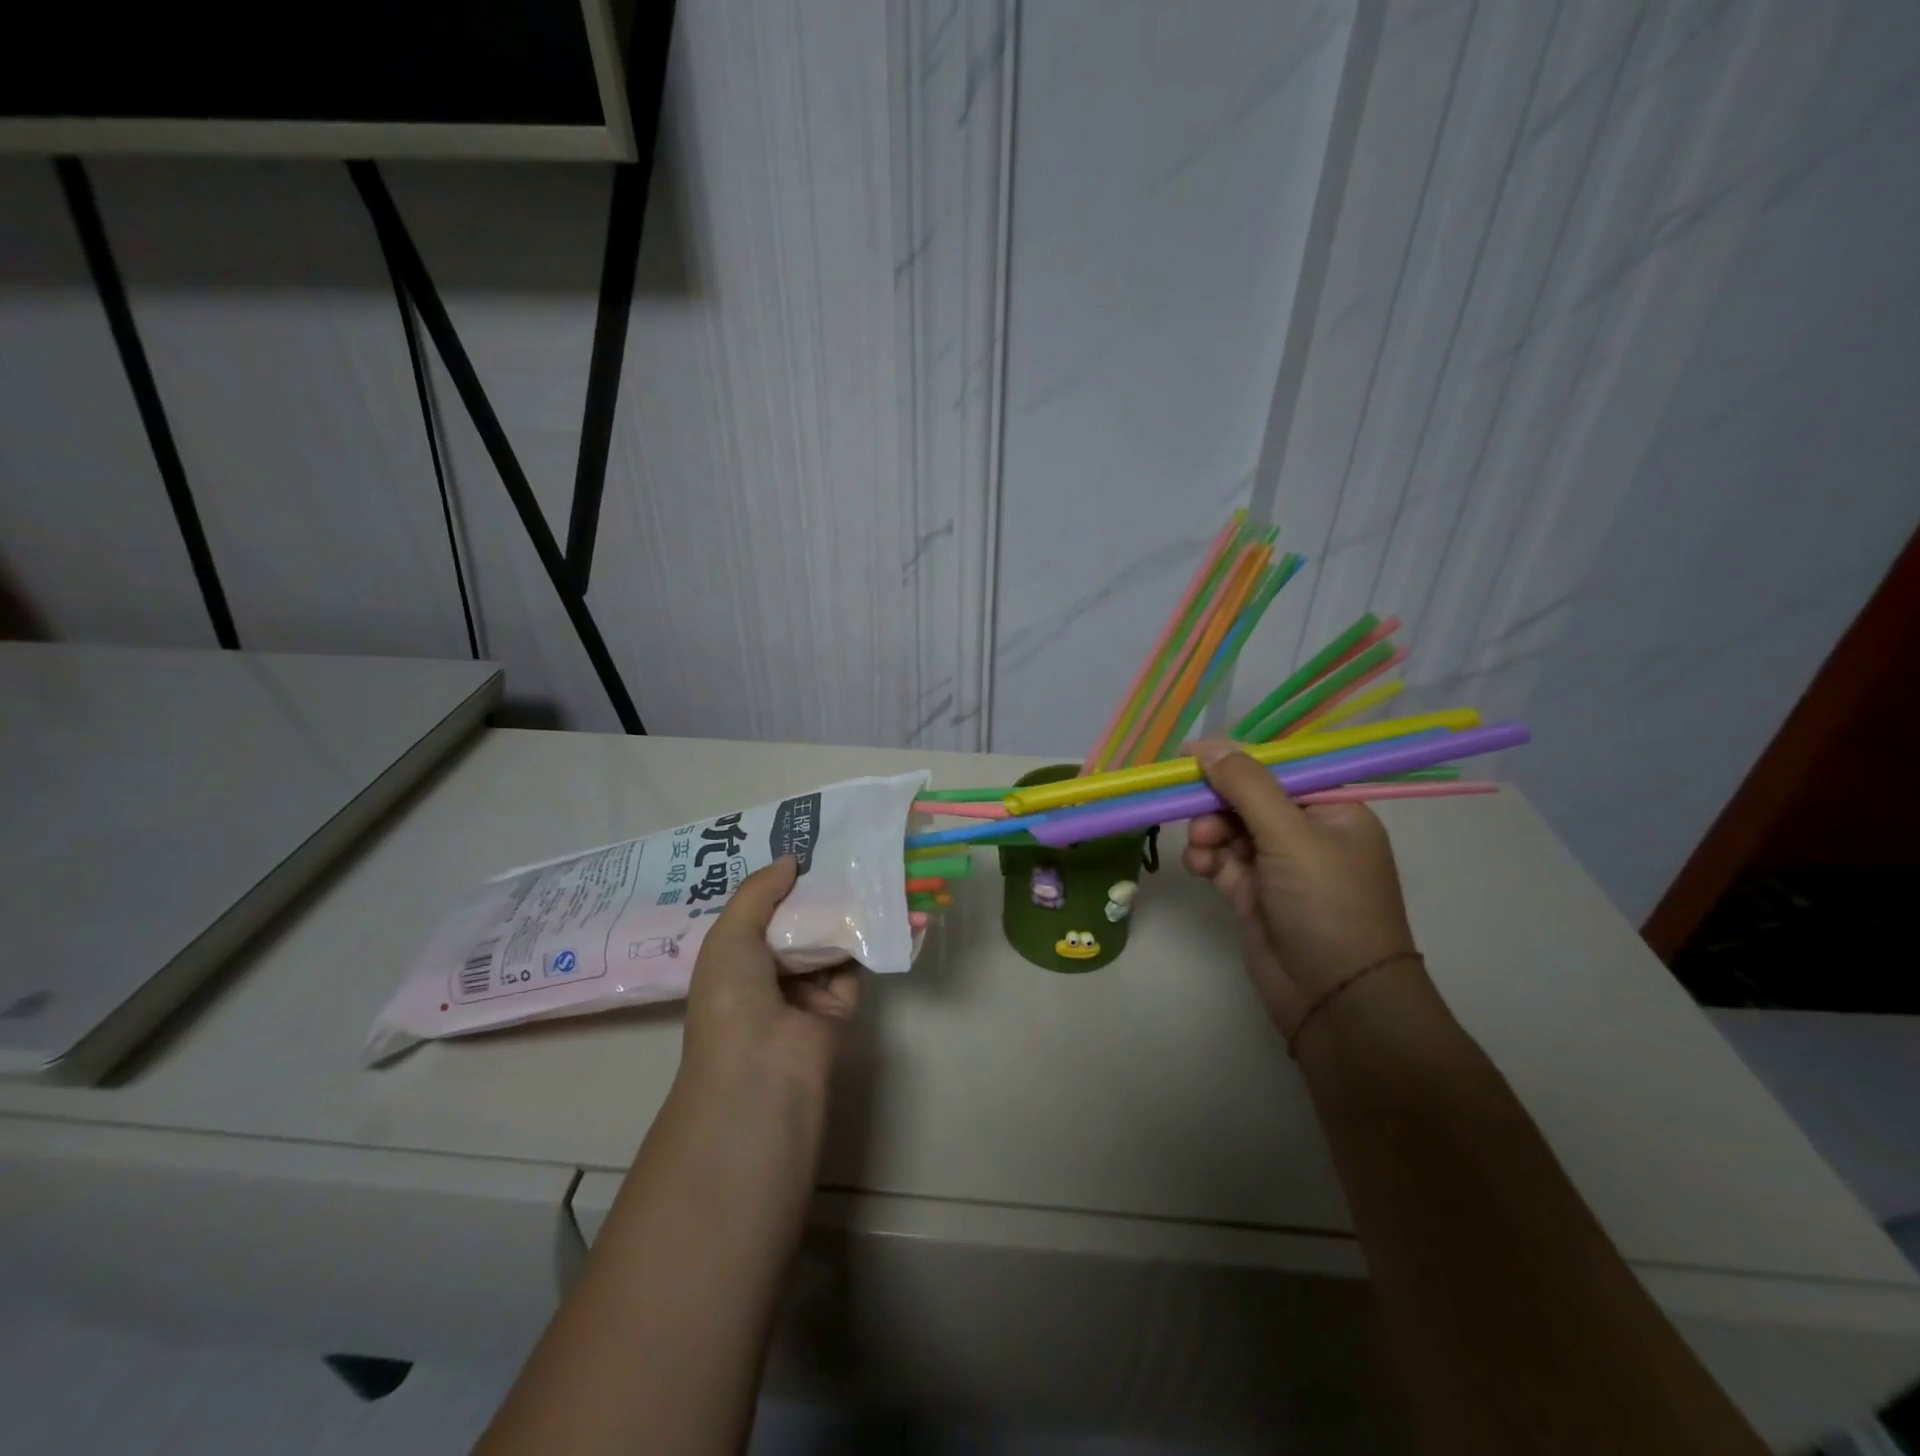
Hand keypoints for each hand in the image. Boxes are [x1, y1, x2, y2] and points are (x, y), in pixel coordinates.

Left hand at [681, 857, 859, 1103]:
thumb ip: (758, 892)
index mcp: (734, 960)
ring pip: (827, 940)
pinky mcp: (840, 1004)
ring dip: (842, 910)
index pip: (757, 913)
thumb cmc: (731, 999)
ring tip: (863, 864)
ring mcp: (806, 991)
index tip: (799, 846)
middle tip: (838, 847)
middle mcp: (768, 974)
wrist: (762, 1071)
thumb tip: (791, 859)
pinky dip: (867, 937)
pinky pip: (855, 963)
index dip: (774, 882)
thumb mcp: (729, 936)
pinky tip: (879, 901)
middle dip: (813, 891)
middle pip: (795, 924)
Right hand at [1183, 739, 1420, 1041]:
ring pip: (1229, 830)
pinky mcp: (1254, 894)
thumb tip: (1205, 743)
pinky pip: (1222, 861)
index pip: (1278, 771)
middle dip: (1217, 805)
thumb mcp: (1290, 835)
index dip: (1235, 763)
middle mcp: (1307, 834)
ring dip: (1208, 833)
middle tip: (1195, 815)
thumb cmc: (1326, 905)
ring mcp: (1279, 867)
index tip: (1190, 759)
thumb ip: (1246, 785)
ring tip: (1202, 850)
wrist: (1335, 1000)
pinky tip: (1200, 868)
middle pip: (1248, 799)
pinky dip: (1206, 859)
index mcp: (1334, 810)